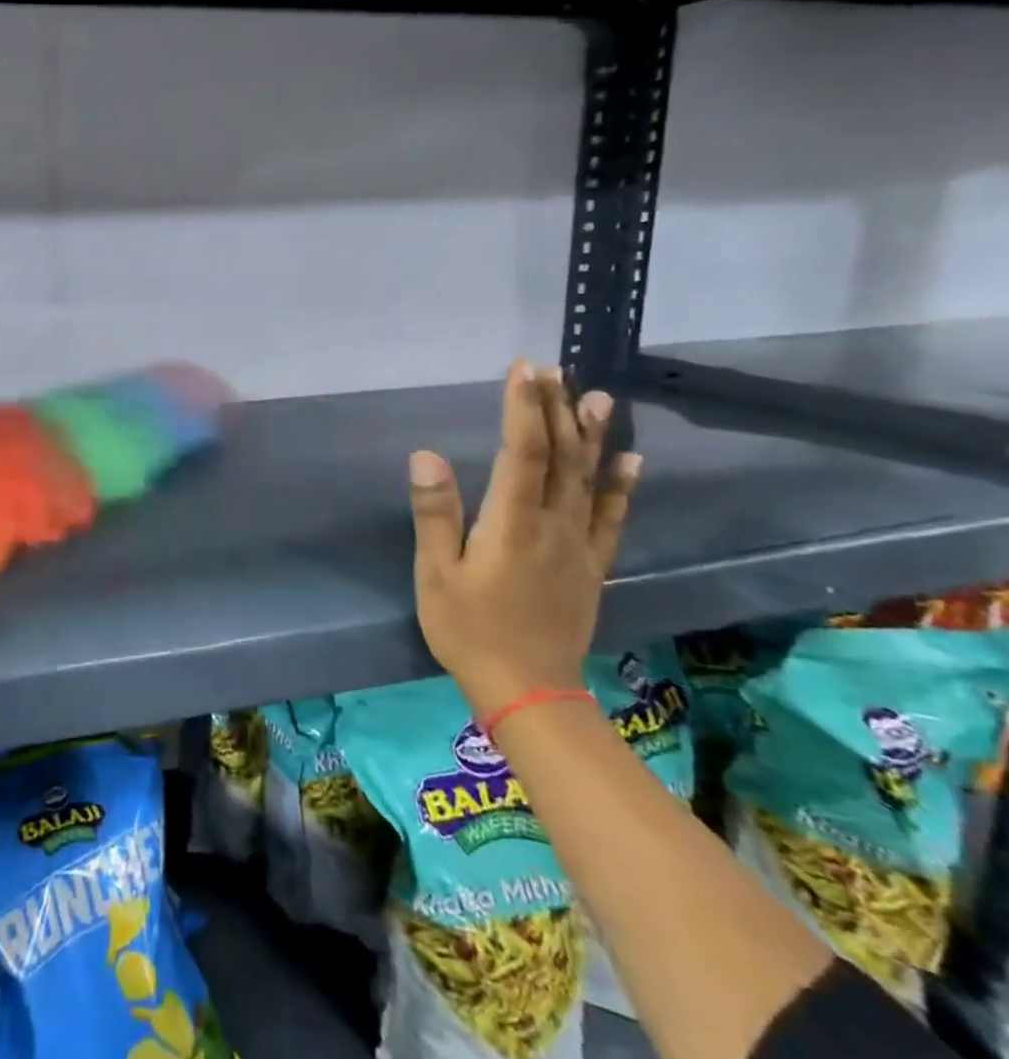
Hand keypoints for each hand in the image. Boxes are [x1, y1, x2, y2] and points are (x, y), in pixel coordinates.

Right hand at [407, 360, 640, 718]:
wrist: (527, 689)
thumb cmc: (468, 628)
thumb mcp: (437, 573)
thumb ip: (437, 513)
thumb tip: (427, 456)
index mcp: (513, 523)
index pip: (523, 452)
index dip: (524, 408)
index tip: (523, 369)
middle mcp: (554, 525)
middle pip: (561, 457)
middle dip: (556, 409)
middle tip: (555, 369)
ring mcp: (580, 545)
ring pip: (590, 479)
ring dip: (592, 436)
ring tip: (598, 397)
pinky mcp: (592, 565)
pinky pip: (612, 517)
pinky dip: (622, 485)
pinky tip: (631, 459)